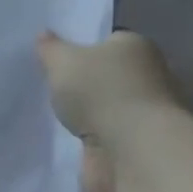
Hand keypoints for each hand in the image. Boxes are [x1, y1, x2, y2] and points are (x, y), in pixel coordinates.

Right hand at [37, 30, 179, 191]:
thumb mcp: (64, 61)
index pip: (108, 42)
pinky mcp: (139, 152)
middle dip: (87, 85)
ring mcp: (145, 118)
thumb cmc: (103, 92)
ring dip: (89, 118)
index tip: (60, 60)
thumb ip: (51, 49)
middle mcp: (148, 78)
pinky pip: (107, 142)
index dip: (84, 49)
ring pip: (108, 112)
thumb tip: (44, 35)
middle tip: (52, 89)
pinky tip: (68, 145)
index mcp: (136, 48)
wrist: (135, 156)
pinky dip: (92, 145)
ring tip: (54, 119)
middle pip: (109, 77)